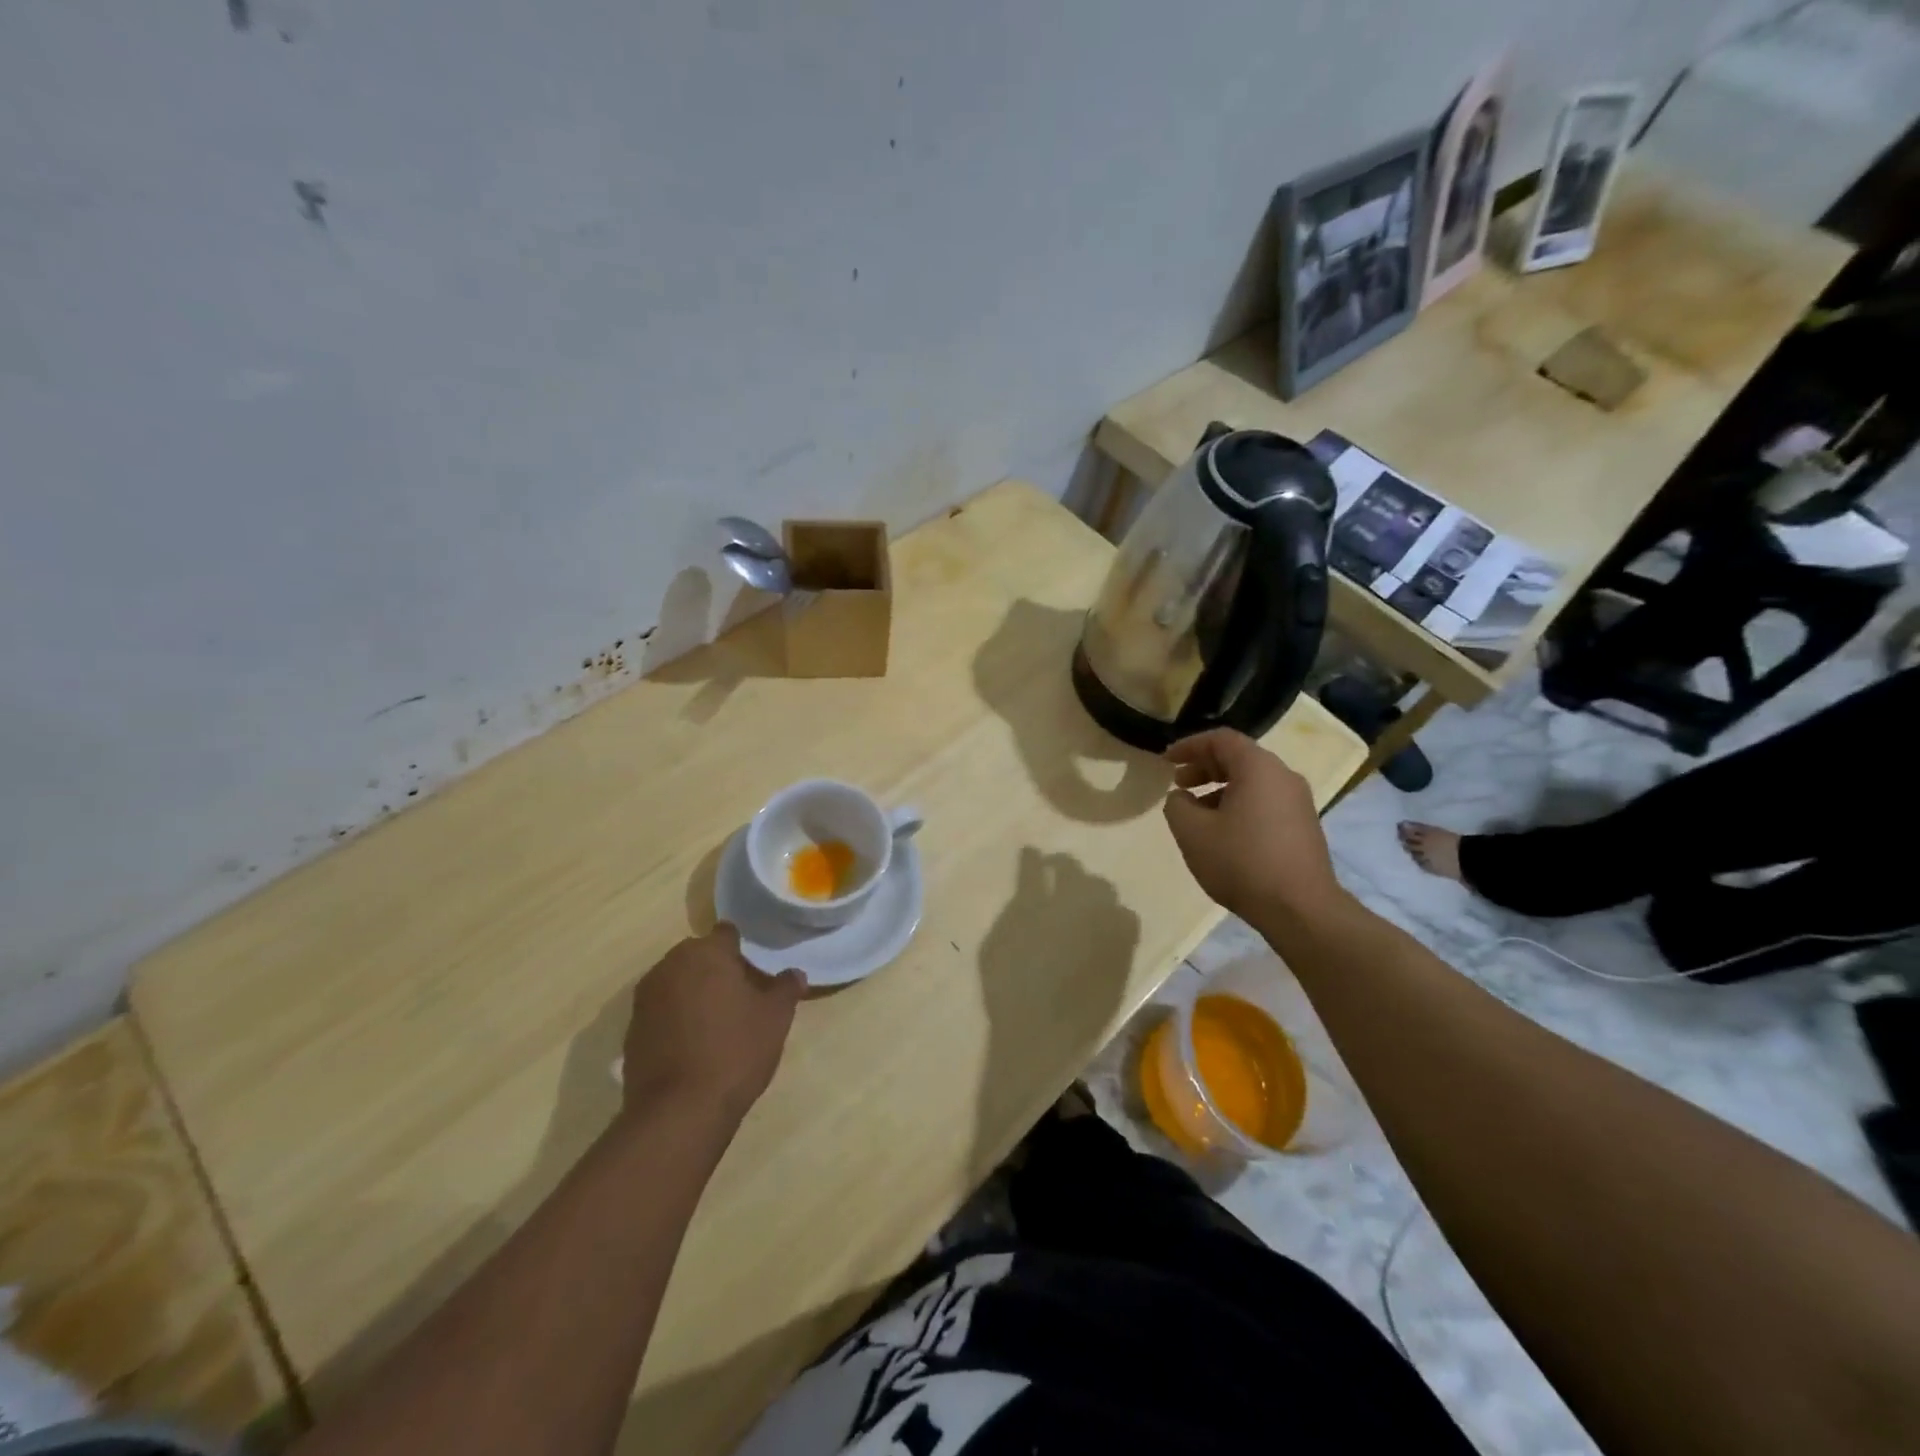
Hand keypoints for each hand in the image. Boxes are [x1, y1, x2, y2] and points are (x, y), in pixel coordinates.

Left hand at [619, 926, 805, 1126]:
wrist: (679, 1112)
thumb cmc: (735, 1051)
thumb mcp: (775, 1018)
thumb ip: (785, 988)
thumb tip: (794, 974)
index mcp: (705, 953)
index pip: (726, 934)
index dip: (743, 949)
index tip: (756, 972)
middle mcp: (670, 966)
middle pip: (698, 956)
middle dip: (717, 970)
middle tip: (741, 997)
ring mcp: (645, 998)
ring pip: (677, 982)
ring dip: (695, 993)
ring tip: (718, 1022)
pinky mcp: (632, 1030)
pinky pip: (661, 1010)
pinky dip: (676, 1018)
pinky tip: (694, 1045)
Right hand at [1162, 728, 1341, 925]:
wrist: (1300, 909)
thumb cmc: (1241, 862)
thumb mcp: (1192, 832)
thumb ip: (1177, 805)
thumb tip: (1181, 797)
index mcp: (1258, 768)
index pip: (1220, 740)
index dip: (1189, 746)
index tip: (1166, 760)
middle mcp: (1283, 776)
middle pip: (1239, 758)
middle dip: (1204, 767)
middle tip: (1178, 783)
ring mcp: (1299, 802)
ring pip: (1253, 782)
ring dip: (1220, 789)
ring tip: (1195, 812)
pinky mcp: (1304, 826)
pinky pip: (1265, 802)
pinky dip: (1239, 805)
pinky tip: (1223, 833)